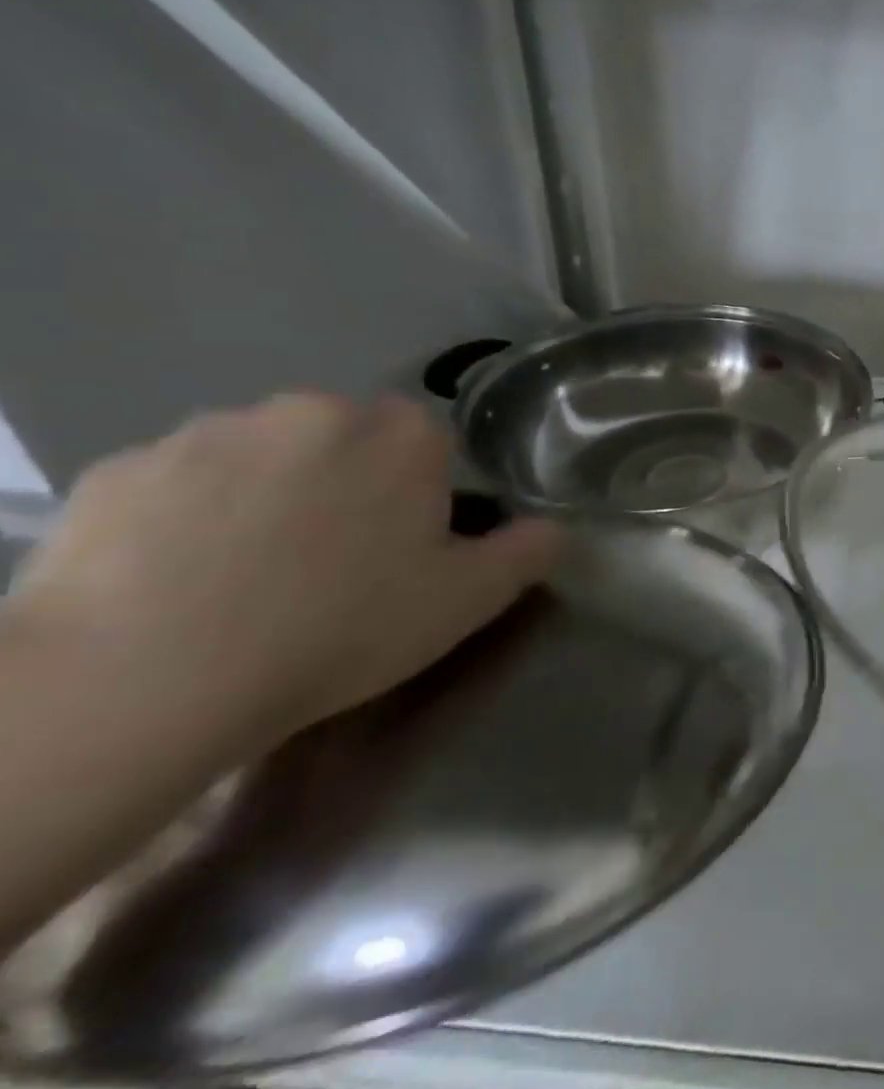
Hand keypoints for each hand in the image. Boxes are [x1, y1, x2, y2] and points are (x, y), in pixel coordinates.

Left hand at [8, 393, 561, 754]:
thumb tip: (556, 527)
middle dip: (344, 484)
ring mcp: (208, 432)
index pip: (427, 442)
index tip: (403, 547)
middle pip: (344, 440)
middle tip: (330, 563)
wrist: (145, 677)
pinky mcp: (121, 468)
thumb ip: (528, 552)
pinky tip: (178, 577)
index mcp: (400, 435)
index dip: (419, 493)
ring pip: (261, 456)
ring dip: (266, 495)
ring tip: (246, 575)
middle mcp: (311, 410)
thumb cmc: (340, 628)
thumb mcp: (467, 600)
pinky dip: (187, 515)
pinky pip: (178, 482)